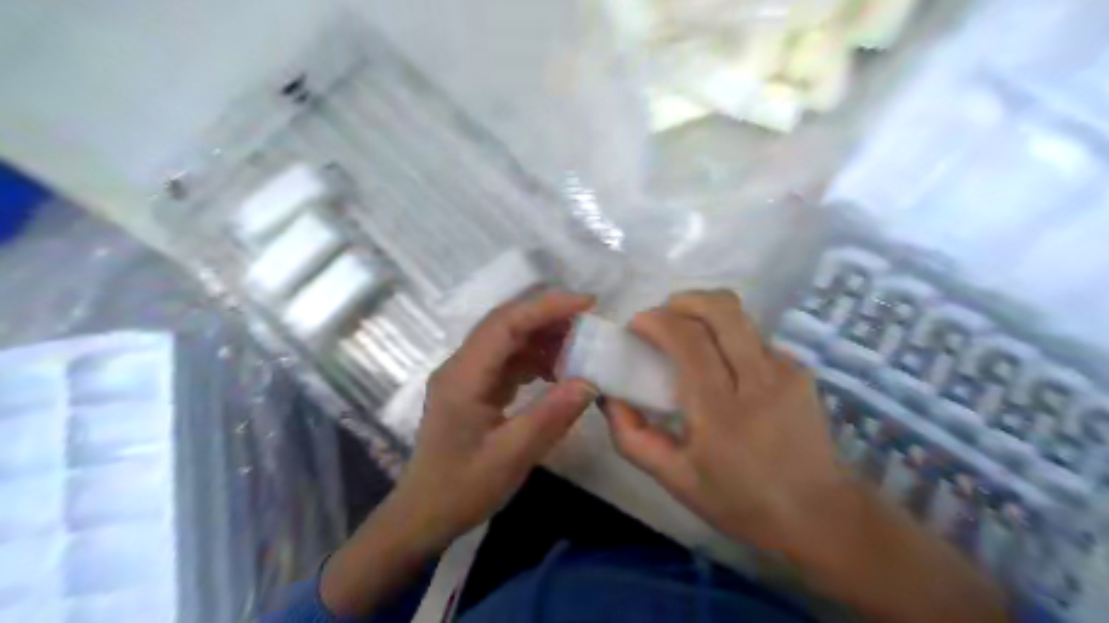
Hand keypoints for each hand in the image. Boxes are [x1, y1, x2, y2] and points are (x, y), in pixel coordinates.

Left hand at [391, 291, 598, 545]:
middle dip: (549, 317)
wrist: (424, 515)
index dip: (546, 308)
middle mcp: (462, 366)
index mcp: (463, 376)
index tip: (587, 305)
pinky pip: (509, 361)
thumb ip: (551, 416)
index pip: (505, 324)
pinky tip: (559, 371)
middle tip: (591, 323)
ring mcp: (467, 376)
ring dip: (544, 338)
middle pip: (506, 324)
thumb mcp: (511, 457)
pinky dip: (536, 359)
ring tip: (581, 347)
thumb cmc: (462, 489)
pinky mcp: (475, 388)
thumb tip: (590, 381)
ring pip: (509, 340)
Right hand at [603, 291, 844, 552]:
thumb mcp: (674, 479)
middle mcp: (757, 380)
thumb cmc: (740, 500)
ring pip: (740, 317)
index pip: (688, 341)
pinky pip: (754, 337)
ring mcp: (785, 371)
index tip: (636, 324)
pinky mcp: (800, 371)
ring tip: (687, 333)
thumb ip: (632, 437)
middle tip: (662, 314)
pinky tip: (722, 364)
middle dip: (684, 300)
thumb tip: (610, 396)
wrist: (819, 515)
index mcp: (720, 412)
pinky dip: (728, 337)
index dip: (658, 321)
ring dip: (706, 313)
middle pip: (722, 310)